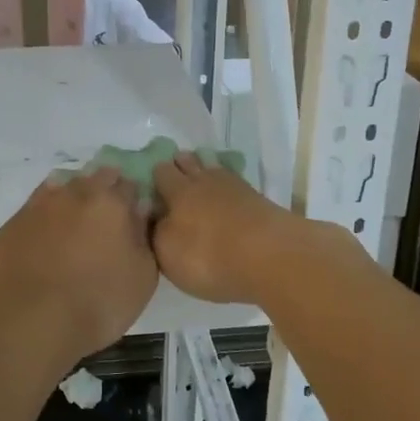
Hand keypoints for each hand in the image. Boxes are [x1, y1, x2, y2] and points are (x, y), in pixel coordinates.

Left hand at [0, 168, 157, 365]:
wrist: (27, 321)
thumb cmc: (97, 303)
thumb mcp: (142, 278)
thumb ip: (142, 238)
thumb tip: (139, 212)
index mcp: (111, 203)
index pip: (129, 185)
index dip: (132, 199)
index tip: (133, 216)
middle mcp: (73, 194)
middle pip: (93, 179)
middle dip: (102, 193)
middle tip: (105, 222)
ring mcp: (37, 207)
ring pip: (59, 189)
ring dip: (69, 201)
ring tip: (73, 230)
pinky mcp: (9, 226)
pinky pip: (31, 214)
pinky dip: (41, 222)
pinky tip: (42, 244)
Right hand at [152, 151, 307, 304]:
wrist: (271, 257)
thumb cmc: (209, 257)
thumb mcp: (168, 253)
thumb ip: (156, 232)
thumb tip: (153, 217)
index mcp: (178, 191)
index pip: (161, 172)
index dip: (154, 175)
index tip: (149, 183)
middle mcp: (205, 181)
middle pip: (189, 163)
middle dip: (180, 166)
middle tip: (174, 177)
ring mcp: (235, 187)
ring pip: (214, 169)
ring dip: (205, 171)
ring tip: (201, 182)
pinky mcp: (259, 199)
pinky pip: (236, 185)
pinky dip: (229, 188)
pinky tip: (228, 197)